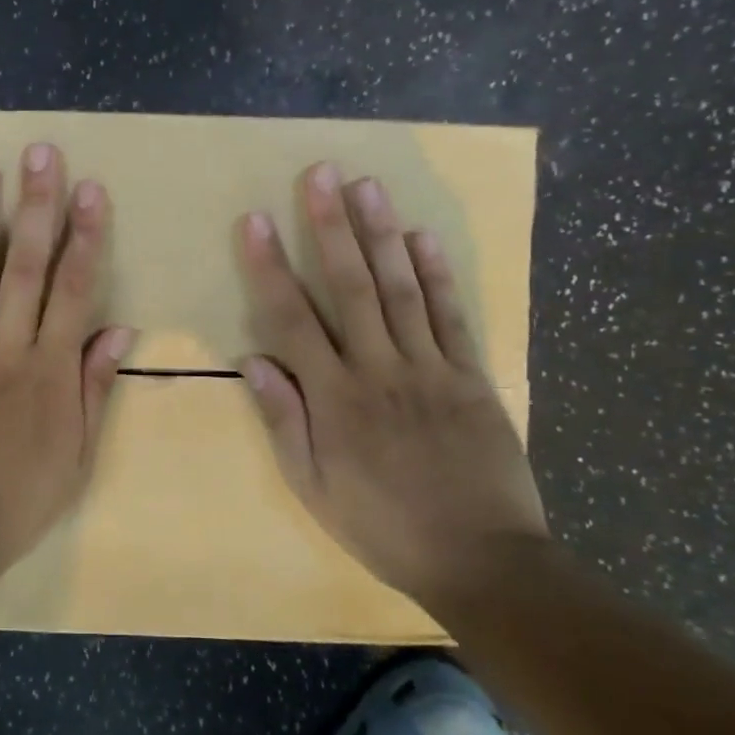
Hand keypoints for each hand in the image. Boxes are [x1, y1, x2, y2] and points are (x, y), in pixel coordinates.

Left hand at [0, 143, 134, 577]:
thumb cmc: (18, 501)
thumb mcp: (76, 454)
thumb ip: (94, 388)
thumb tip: (119, 329)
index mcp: (51, 369)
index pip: (75, 288)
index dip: (85, 236)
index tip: (90, 190)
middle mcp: (7, 348)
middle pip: (25, 266)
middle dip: (36, 206)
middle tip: (39, 154)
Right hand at [236, 164, 548, 603]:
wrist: (481, 560)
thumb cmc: (383, 526)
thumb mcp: (314, 487)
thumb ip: (283, 420)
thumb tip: (253, 359)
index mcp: (334, 398)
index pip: (292, 320)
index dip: (271, 267)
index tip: (256, 221)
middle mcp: (379, 369)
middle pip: (350, 287)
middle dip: (331, 227)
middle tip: (320, 174)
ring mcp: (430, 368)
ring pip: (400, 289)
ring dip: (381, 234)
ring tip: (366, 185)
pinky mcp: (471, 376)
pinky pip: (451, 316)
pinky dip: (438, 274)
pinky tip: (421, 236)